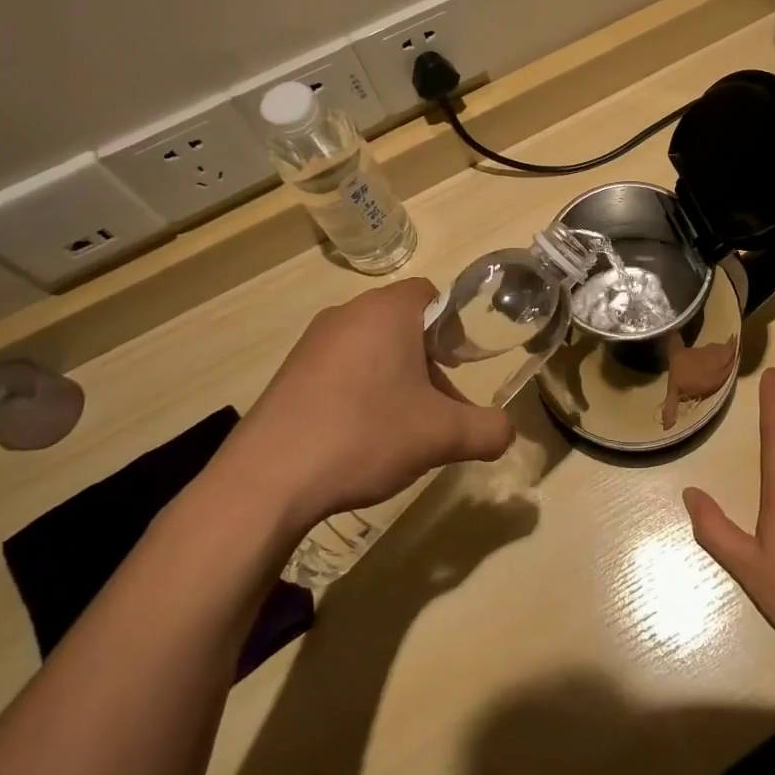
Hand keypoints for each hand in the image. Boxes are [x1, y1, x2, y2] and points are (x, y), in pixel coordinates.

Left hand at [219, 279, 515, 542]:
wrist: (266, 480)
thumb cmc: (365, 435)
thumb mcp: (442, 436)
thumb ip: (488, 430)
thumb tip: (509, 432)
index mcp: (386, 311)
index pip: (431, 294)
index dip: (453, 327)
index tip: (459, 365)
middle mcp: (347, 314)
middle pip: (403, 325)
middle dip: (427, 362)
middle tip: (438, 407)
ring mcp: (311, 344)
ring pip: (371, 349)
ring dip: (394, 379)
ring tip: (401, 429)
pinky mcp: (288, 374)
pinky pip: (339, 370)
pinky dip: (358, 392)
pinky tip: (359, 438)